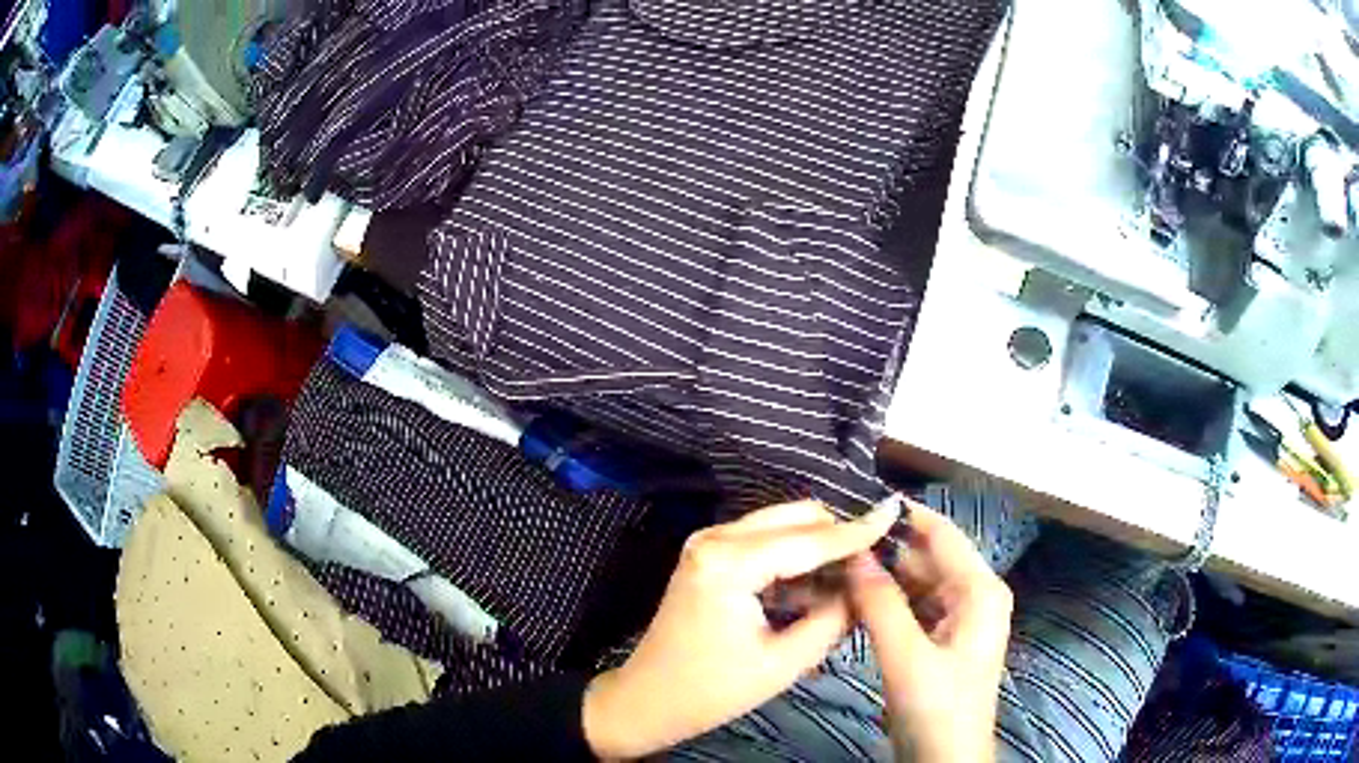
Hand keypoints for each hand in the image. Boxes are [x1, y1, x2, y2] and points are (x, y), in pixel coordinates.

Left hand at [582, 499, 900, 758]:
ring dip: (817, 547)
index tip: (895, 514)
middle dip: (837, 535)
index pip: (809, 539)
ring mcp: (708, 543)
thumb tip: (865, 586)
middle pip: (796, 517)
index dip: (857, 530)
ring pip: (781, 526)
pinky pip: (764, 542)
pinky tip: (816, 589)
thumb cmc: (711, 691)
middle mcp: (715, 538)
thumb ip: (832, 619)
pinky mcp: (709, 555)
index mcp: (729, 563)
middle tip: (873, 564)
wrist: (647, 699)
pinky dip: (793, 558)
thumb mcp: (783, 662)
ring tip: (850, 581)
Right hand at [848, 501, 1012, 762]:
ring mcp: (960, 617)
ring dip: (882, 579)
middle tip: (833, 546)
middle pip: (927, 558)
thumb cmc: (936, 707)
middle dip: (884, 552)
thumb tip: (854, 554)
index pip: (941, 533)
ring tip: (835, 570)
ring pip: (917, 583)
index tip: (854, 506)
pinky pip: (914, 607)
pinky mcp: (943, 638)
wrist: (945, 758)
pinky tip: (854, 601)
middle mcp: (974, 594)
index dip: (902, 517)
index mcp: (979, 590)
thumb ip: (880, 603)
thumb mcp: (905, 656)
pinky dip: (887, 603)